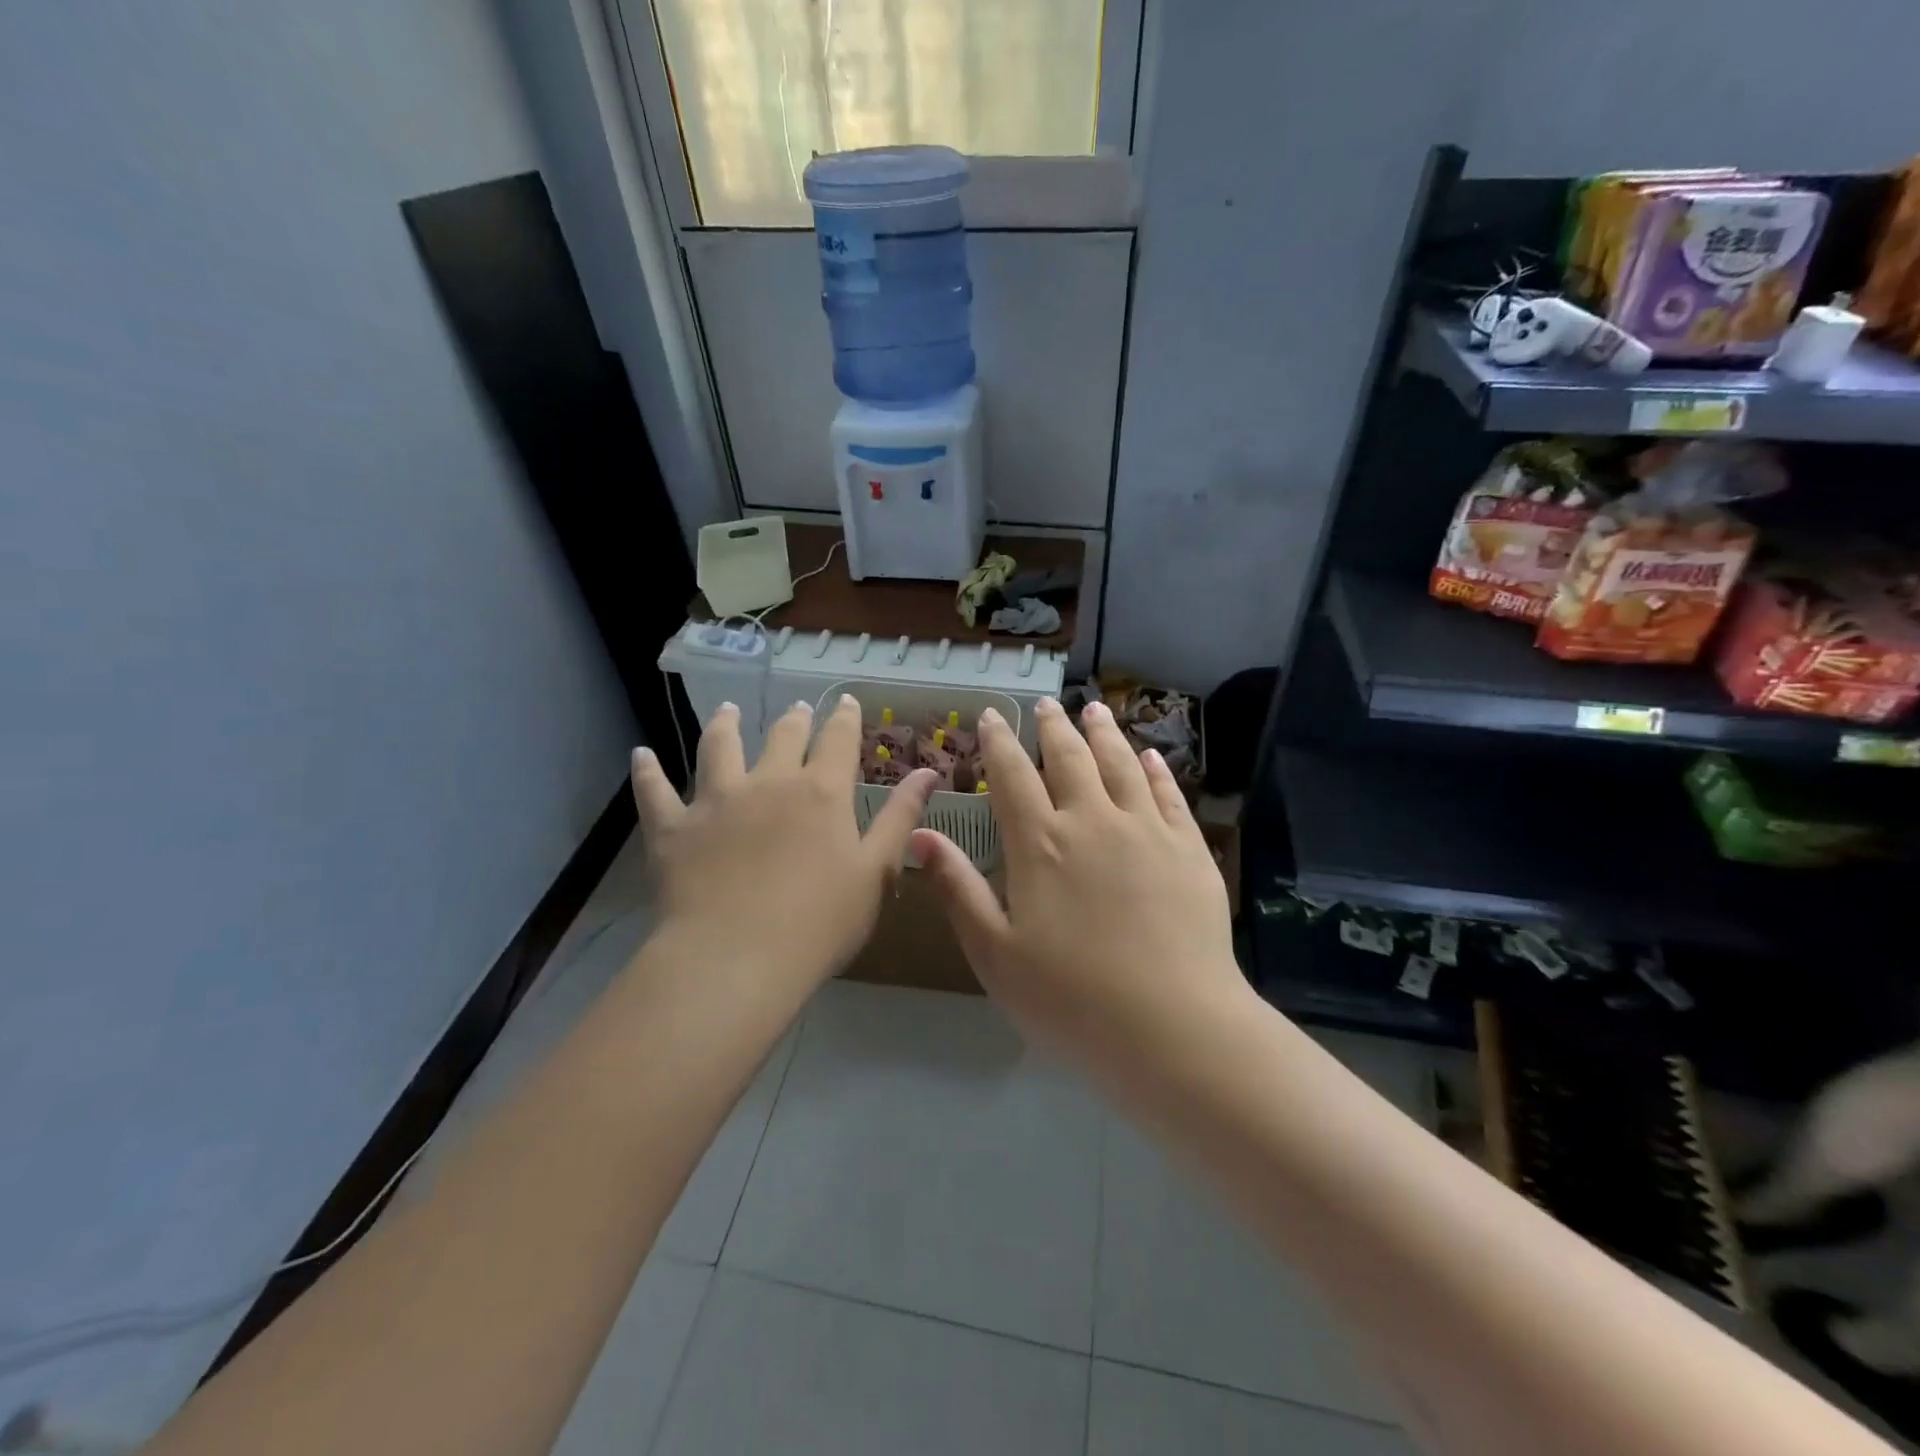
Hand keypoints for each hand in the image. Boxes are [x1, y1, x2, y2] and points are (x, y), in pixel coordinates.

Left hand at [629, 698, 936, 991]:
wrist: (737, 960)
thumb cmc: (820, 923)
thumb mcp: (876, 872)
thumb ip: (900, 817)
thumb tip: (928, 772)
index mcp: (821, 793)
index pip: (838, 740)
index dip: (844, 718)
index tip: (846, 701)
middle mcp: (769, 782)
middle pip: (782, 737)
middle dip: (794, 719)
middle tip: (796, 708)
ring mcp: (716, 801)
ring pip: (718, 747)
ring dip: (724, 724)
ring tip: (728, 710)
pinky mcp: (673, 827)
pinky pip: (654, 791)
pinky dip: (647, 771)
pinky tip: (640, 754)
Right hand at [911, 697, 1246, 1069]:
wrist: (1173, 1029)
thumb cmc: (1070, 1000)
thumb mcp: (995, 953)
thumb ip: (958, 889)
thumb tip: (921, 834)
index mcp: (1040, 844)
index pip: (1012, 775)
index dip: (998, 741)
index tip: (991, 715)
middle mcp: (1092, 820)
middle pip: (1069, 758)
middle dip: (1052, 727)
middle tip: (1045, 704)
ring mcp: (1146, 830)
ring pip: (1120, 764)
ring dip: (1103, 732)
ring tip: (1093, 709)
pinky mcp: (1188, 848)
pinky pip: (1168, 793)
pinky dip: (1154, 768)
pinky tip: (1148, 755)